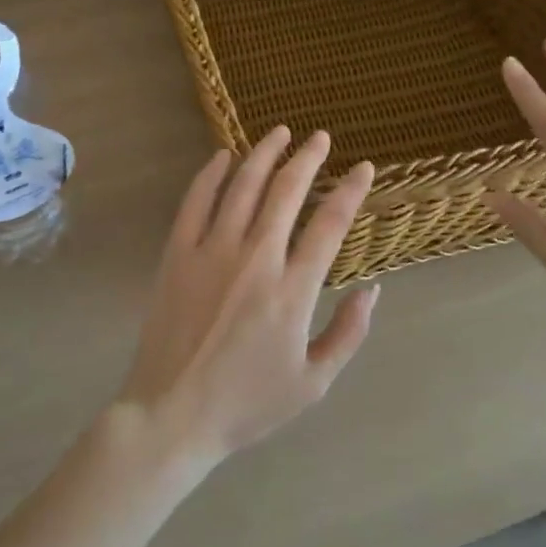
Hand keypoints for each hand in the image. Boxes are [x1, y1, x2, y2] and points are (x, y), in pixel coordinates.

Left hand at [118, 128, 379, 467]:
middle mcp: (255, 258)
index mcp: (292, 290)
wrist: (172, 414)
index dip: (350, 190)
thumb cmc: (247, 403)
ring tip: (279, 132)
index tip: (363, 168)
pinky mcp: (177, 254)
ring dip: (264, 153)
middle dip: (308, 157)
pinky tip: (222, 156)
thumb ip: (348, 333)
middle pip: (287, 191)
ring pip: (243, 186)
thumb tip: (373, 289)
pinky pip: (195, 201)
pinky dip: (210, 174)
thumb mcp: (313, 383)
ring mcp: (211, 251)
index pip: (330, 224)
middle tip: (320, 137)